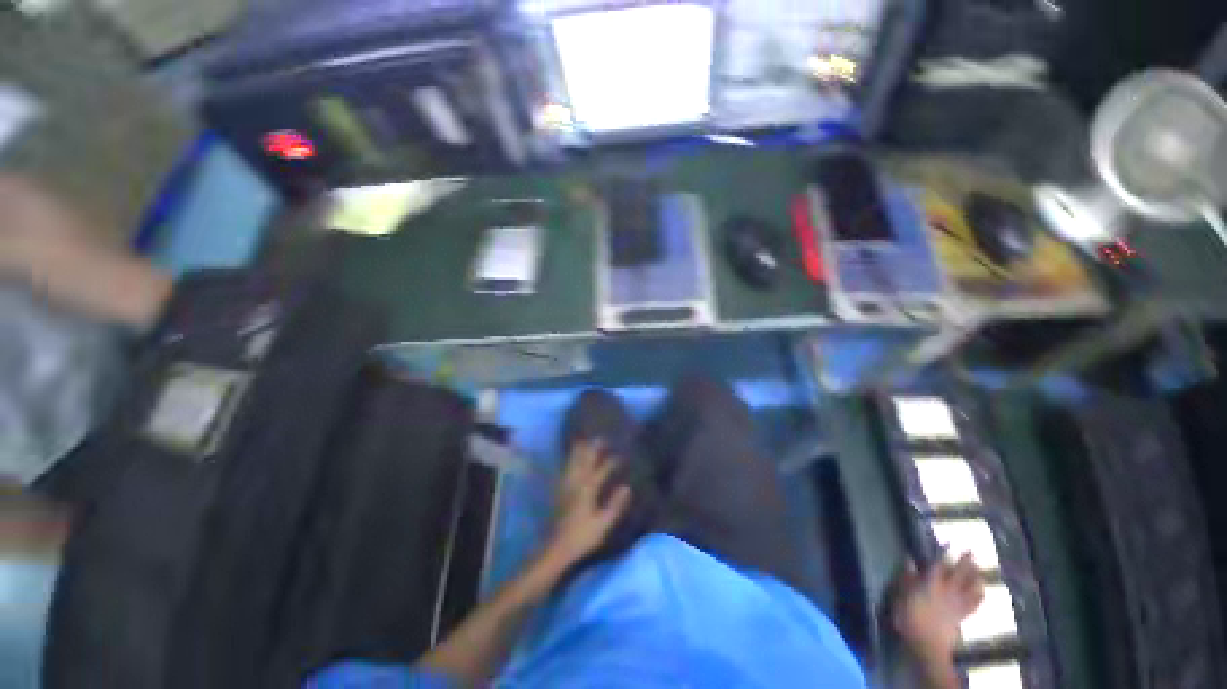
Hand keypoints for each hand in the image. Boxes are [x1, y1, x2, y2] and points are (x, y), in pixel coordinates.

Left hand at [545, 440, 631, 567]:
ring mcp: (565, 486)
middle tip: (599, 438)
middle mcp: (576, 483)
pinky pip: (564, 470)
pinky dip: (568, 461)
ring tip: (582, 441)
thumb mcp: (603, 524)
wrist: (556, 547)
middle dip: (592, 449)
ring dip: (578, 452)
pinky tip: (569, 460)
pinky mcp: (559, 492)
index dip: (610, 462)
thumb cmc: (582, 536)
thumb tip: (627, 487)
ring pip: (572, 463)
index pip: (601, 471)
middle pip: (584, 461)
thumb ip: (615, 505)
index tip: (619, 455)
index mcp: (588, 490)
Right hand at [892, 554, 985, 660]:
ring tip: (979, 568)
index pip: (939, 564)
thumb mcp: (900, 596)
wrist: (926, 645)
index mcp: (931, 583)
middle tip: (972, 550)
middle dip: (965, 562)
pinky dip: (979, 596)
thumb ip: (906, 577)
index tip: (951, 542)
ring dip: (975, 576)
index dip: (945, 553)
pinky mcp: (961, 616)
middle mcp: (947, 590)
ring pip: (970, 587)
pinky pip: (974, 604)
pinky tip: (982, 591)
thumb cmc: (909, 618)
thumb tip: (909, 559)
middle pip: (959, 574)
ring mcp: (956, 604)